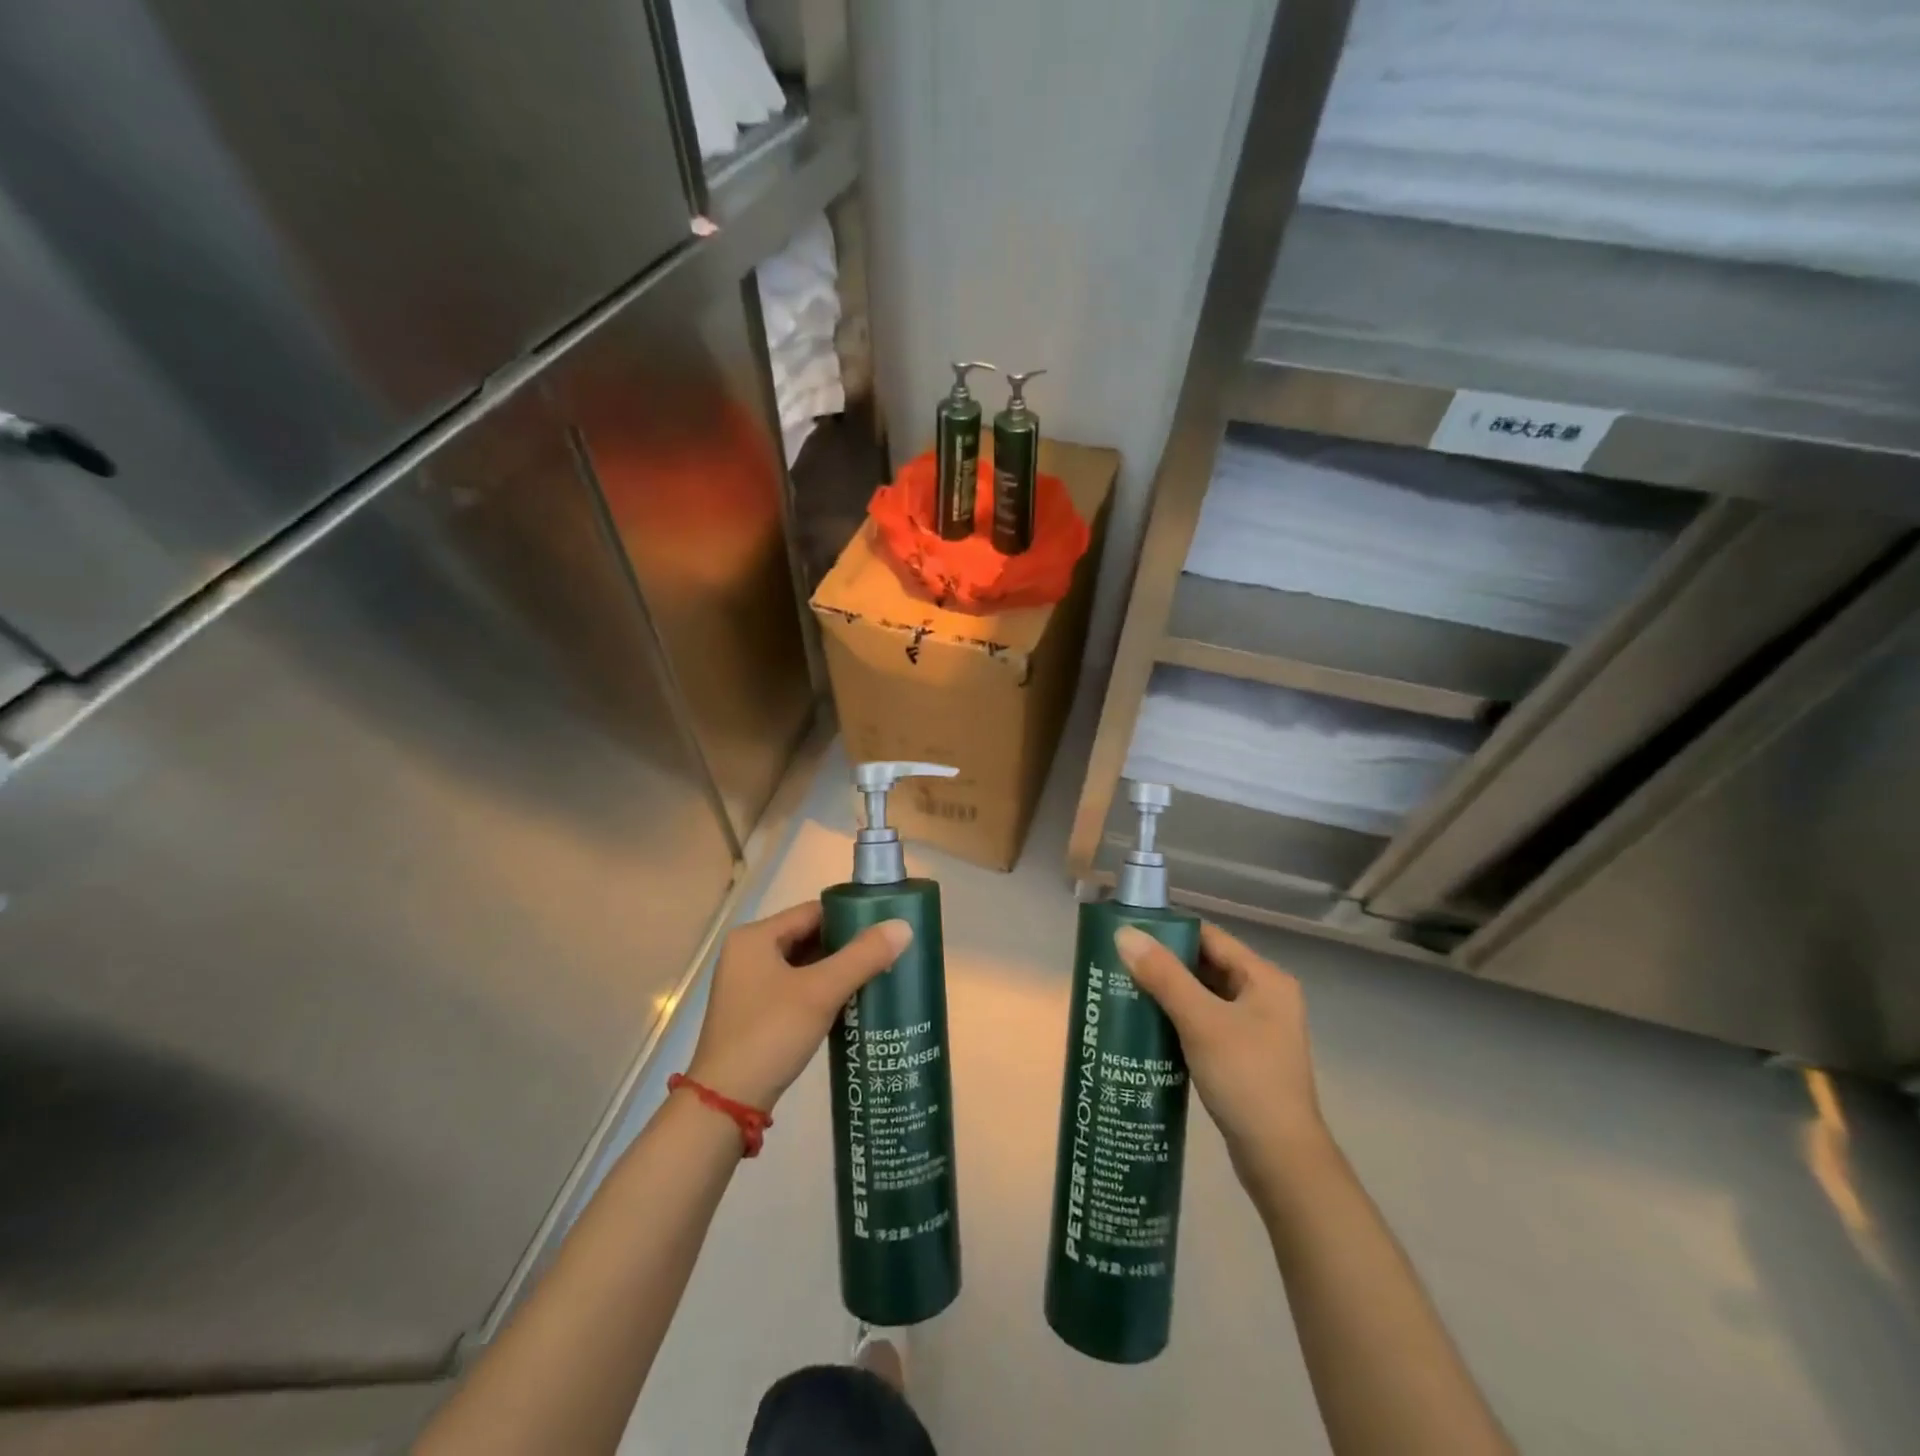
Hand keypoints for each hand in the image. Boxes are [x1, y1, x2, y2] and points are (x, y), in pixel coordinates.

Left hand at [685, 901, 910, 1111]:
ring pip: (803, 965)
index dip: (850, 917)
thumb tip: (904, 926)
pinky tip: (851, 1003)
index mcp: (754, 938)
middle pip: (808, 937)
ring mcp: (748, 986)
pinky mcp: (755, 1013)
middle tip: (887, 953)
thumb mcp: (821, 992)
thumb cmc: (770, 1034)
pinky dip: (821, 991)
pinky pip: (795, 989)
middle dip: (846, 946)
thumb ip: (862, 956)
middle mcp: (747, 954)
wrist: (726, 1104)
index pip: (812, 911)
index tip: (885, 928)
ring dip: (836, 970)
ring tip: (877, 975)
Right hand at [1115, 921, 1330, 1196]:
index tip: (1129, 933)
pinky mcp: (1245, 1056)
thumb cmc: (1245, 1078)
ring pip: (1204, 996)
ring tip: (1125, 990)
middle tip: (1119, 963)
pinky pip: (1206, 1023)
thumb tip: (1124, 933)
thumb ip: (1163, 975)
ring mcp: (1257, 1029)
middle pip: (1207, 965)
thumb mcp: (1201, 1021)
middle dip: (1164, 964)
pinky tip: (1148, 1026)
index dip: (1170, 931)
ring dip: (1169, 993)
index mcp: (1265, 979)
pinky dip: (1179, 1019)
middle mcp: (1265, 996)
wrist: (1280, 1159)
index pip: (1210, 937)